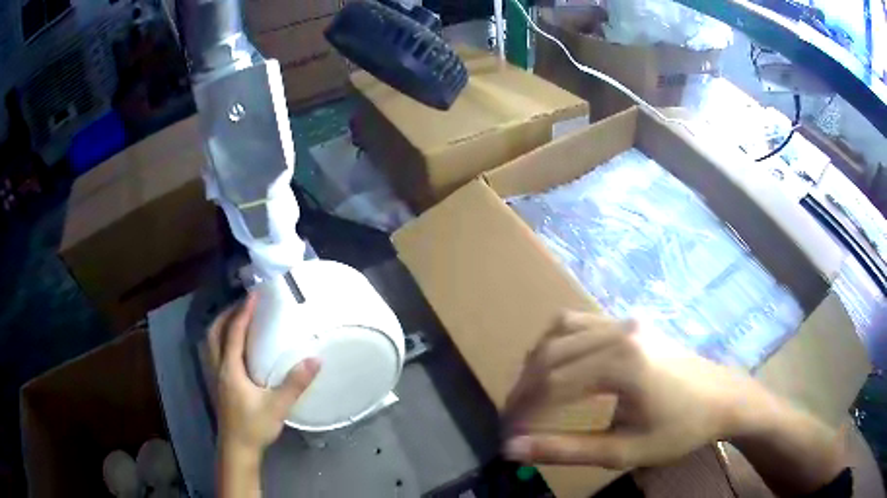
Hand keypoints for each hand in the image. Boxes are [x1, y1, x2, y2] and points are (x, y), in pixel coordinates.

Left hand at [208, 292, 320, 454]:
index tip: (254, 294)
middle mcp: (218, 368)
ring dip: (222, 326)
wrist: (238, 449)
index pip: (234, 332)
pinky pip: (214, 353)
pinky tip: (235, 348)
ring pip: (211, 342)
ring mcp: (216, 377)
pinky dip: (222, 340)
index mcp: (230, 368)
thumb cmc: (254, 427)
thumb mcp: (277, 406)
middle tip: (244, 304)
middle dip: (228, 314)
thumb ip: (295, 383)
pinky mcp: (218, 385)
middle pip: (215, 332)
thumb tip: (315, 360)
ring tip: (238, 319)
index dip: (243, 312)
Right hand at [502, 312, 763, 468]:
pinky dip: (558, 343)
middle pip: (551, 354)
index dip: (524, 409)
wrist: (720, 399)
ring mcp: (626, 321)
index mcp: (622, 364)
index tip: (508, 434)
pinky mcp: (630, 322)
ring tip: (529, 393)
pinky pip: (581, 322)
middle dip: (523, 387)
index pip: (553, 383)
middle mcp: (620, 331)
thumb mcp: (623, 451)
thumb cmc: (678, 430)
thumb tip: (513, 449)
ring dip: (537, 361)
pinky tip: (557, 366)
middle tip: (512, 417)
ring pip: (561, 330)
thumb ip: (566, 449)